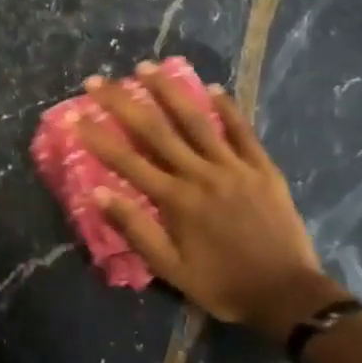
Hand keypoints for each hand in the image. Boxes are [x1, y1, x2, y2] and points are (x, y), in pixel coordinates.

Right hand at [73, 63, 326, 339]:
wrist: (286, 295)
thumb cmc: (222, 284)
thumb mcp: (170, 268)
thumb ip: (135, 228)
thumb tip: (98, 193)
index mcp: (176, 200)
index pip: (127, 161)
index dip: (98, 137)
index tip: (75, 116)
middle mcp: (201, 174)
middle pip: (156, 130)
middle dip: (123, 102)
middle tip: (98, 80)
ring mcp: (234, 167)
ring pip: (197, 120)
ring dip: (169, 91)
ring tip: (147, 67)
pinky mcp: (262, 168)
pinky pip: (242, 131)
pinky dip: (227, 109)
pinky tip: (214, 88)